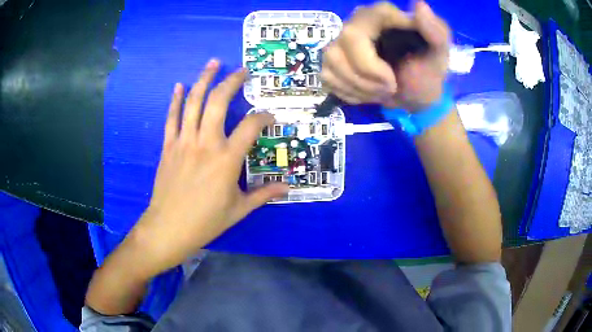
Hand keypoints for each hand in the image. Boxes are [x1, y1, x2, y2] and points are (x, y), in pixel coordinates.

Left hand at [130, 60, 288, 275]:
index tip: (269, 118)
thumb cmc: (205, 221)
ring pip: (193, 102)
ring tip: (213, 63)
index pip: (250, 126)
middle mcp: (205, 143)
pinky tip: (179, 85)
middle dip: (231, 82)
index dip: (263, 118)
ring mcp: (184, 142)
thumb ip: (263, 195)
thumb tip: (286, 187)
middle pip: (218, 102)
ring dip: (203, 80)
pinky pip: (172, 118)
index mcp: (226, 159)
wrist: (168, 228)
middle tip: (241, 71)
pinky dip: (176, 100)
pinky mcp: (169, 146)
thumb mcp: (238, 210)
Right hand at [321, 1, 449, 110]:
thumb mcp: (440, 53)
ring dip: (359, 87)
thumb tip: (419, 4)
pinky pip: (327, 77)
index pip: (362, 22)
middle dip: (366, 75)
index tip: (392, 78)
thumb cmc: (427, 72)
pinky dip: (349, 93)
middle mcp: (355, 23)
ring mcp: (340, 42)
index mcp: (382, 15)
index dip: (372, 60)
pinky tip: (366, 93)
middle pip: (342, 44)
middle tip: (388, 88)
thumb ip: (435, 30)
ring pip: (331, 62)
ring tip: (380, 91)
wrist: (415, 96)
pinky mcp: (331, 62)